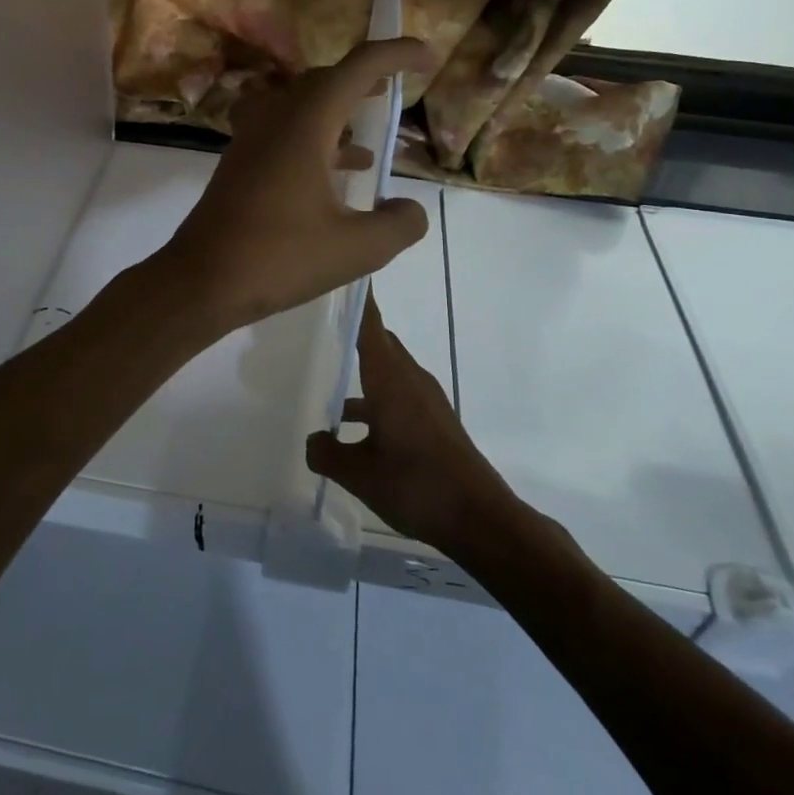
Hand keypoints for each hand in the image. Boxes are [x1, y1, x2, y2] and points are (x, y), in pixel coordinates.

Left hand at [156, 39, 433, 335]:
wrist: (201, 281)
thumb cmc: (278, 258)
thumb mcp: (356, 249)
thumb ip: (398, 224)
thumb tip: (411, 209)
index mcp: (304, 124)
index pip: (356, 68)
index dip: (395, 54)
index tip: (427, 58)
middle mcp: (274, 119)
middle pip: (324, 81)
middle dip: (363, 80)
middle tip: (395, 89)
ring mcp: (251, 141)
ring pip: (299, 106)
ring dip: (336, 111)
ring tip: (371, 135)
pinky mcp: (240, 165)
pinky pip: (281, 133)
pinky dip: (313, 140)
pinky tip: (335, 176)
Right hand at [305, 295, 512, 551]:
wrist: (480, 518)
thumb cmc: (417, 486)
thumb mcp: (360, 475)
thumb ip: (327, 453)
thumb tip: (312, 439)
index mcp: (391, 381)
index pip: (370, 328)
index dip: (357, 302)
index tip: (342, 277)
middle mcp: (410, 380)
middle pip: (380, 343)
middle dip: (355, 330)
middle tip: (321, 322)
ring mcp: (425, 400)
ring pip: (389, 370)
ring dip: (363, 369)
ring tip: (328, 376)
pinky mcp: (434, 420)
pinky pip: (397, 393)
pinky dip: (375, 397)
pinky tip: (352, 429)